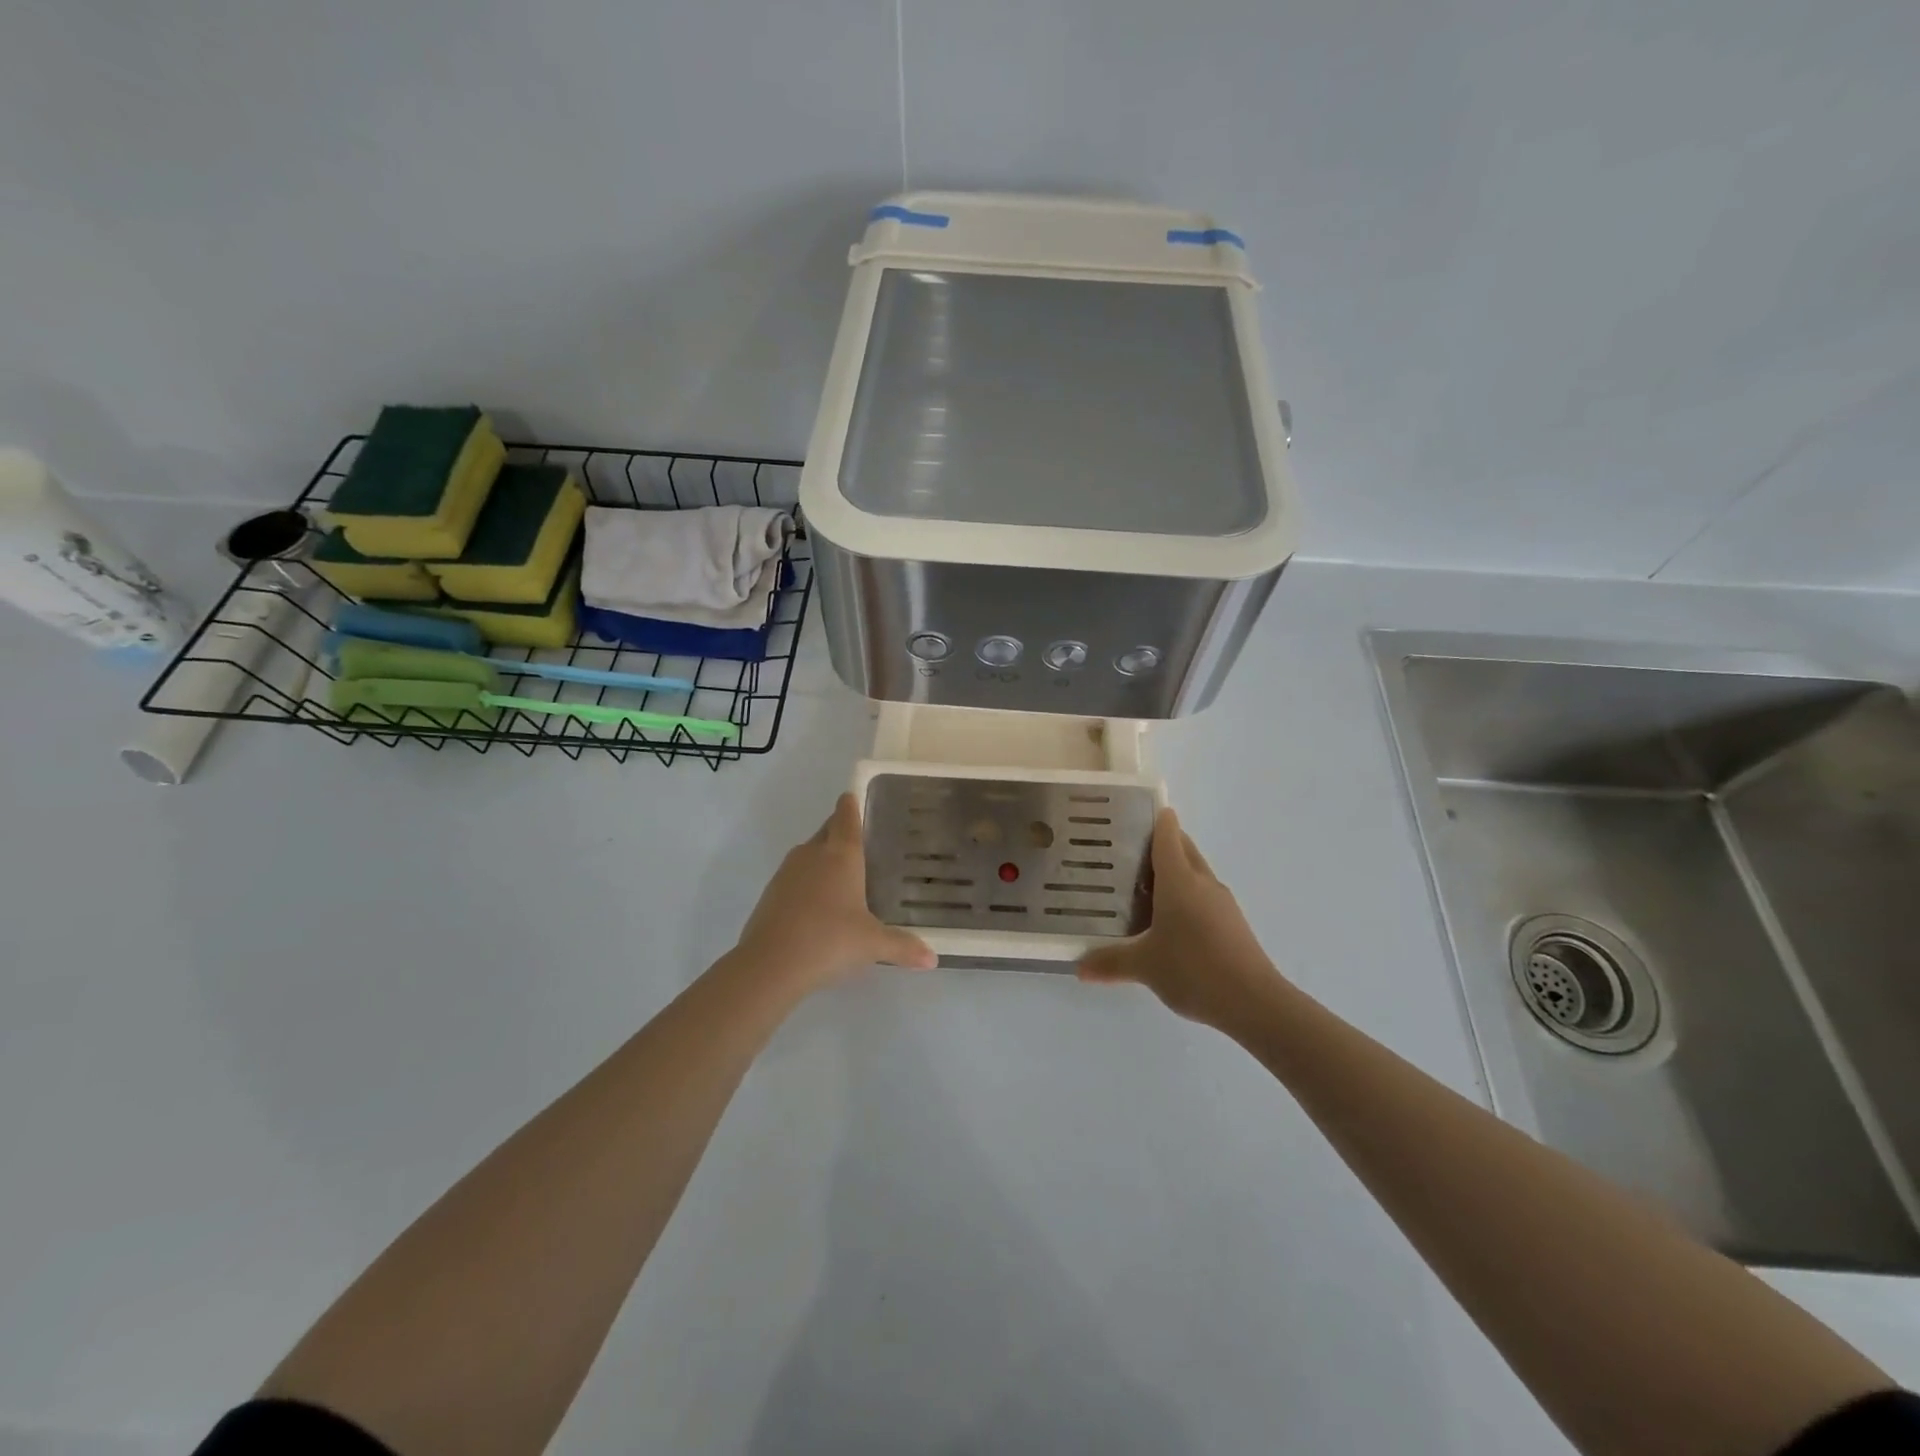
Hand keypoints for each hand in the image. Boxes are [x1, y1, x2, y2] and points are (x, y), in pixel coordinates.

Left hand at [733, 793, 936, 994]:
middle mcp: (812, 854)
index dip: (851, 805)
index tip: (854, 796)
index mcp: (841, 855)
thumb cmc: (830, 941)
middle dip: (840, 830)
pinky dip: (807, 882)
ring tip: (842, 875)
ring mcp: (787, 872)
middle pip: (827, 831)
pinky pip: (794, 877)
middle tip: (860, 840)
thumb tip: (933, 958)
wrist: (769, 965)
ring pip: (808, 854)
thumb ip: (903, 947)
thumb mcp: (873, 945)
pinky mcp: (770, 893)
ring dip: (822, 858)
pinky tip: (818, 905)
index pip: (846, 817)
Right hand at [1077, 808, 1282, 1029]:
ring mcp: (1221, 902)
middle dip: (1160, 843)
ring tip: (1140, 885)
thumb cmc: (1194, 969)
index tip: (1131, 814)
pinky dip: (1184, 895)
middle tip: (1125, 851)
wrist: (1254, 1003)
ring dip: (1173, 871)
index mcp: (1179, 880)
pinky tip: (1167, 920)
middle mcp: (1202, 882)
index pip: (1167, 835)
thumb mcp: (1144, 966)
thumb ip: (1110, 962)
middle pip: (1182, 848)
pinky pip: (1203, 895)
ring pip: (1194, 872)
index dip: (1153, 819)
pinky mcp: (1231, 923)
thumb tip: (1079, 967)